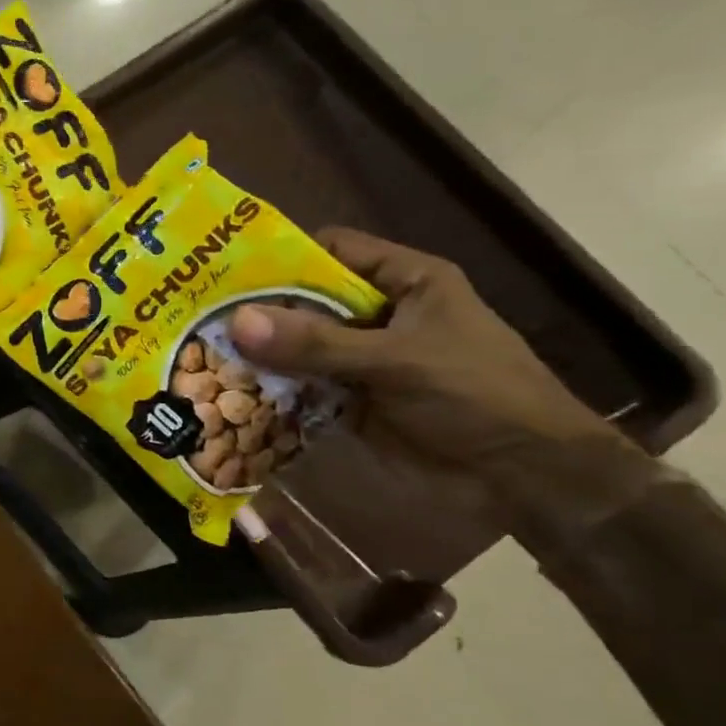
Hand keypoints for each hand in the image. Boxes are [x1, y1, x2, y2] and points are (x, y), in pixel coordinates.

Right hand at [226, 228, 655, 527]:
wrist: (526, 475)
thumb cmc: (476, 395)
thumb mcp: (396, 360)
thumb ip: (317, 343)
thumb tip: (237, 320)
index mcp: (405, 281)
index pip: (333, 250)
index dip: (283, 255)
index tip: (227, 271)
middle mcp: (379, 313)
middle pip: (307, 300)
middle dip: (259, 311)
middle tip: (198, 316)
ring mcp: (364, 357)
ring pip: (300, 346)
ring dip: (261, 355)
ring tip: (201, 354)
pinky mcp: (353, 397)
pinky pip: (303, 386)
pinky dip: (274, 391)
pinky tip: (232, 394)